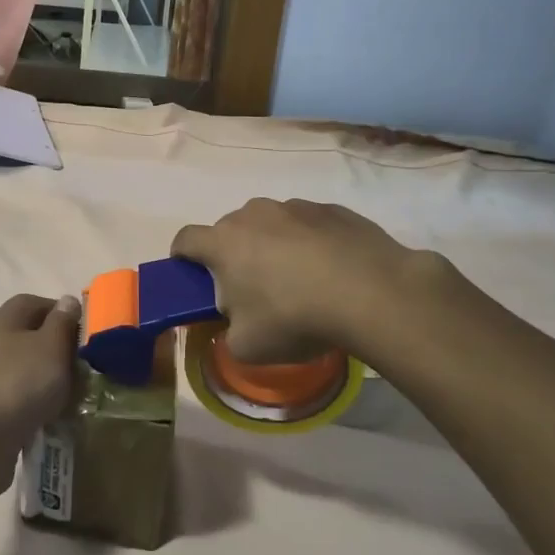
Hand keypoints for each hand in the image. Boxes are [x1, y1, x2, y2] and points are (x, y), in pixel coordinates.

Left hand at [0, 293, 79, 500]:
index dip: (61, 312)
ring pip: (25, 370)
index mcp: (4, 320)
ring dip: (48, 381)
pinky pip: (19, 400)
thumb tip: (67, 301)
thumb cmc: (18, 382)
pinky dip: (36, 406)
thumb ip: (62, 322)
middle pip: (30, 337)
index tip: (85, 332)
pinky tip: (53, 419)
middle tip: (86, 367)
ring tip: (75, 396)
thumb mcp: (50, 346)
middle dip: (58, 350)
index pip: (34, 303)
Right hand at [172, 198, 438, 363]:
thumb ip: (229, 332)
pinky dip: (310, 243)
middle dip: (233, 255)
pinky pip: (309, 225)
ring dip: (273, 246)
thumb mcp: (247, 347)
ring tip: (300, 281)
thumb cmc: (295, 318)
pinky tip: (332, 272)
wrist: (372, 293)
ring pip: (271, 224)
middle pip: (230, 231)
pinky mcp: (333, 209)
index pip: (184, 239)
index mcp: (223, 243)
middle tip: (252, 290)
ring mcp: (295, 206)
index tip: (192, 277)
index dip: (182, 258)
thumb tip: (235, 324)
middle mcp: (254, 214)